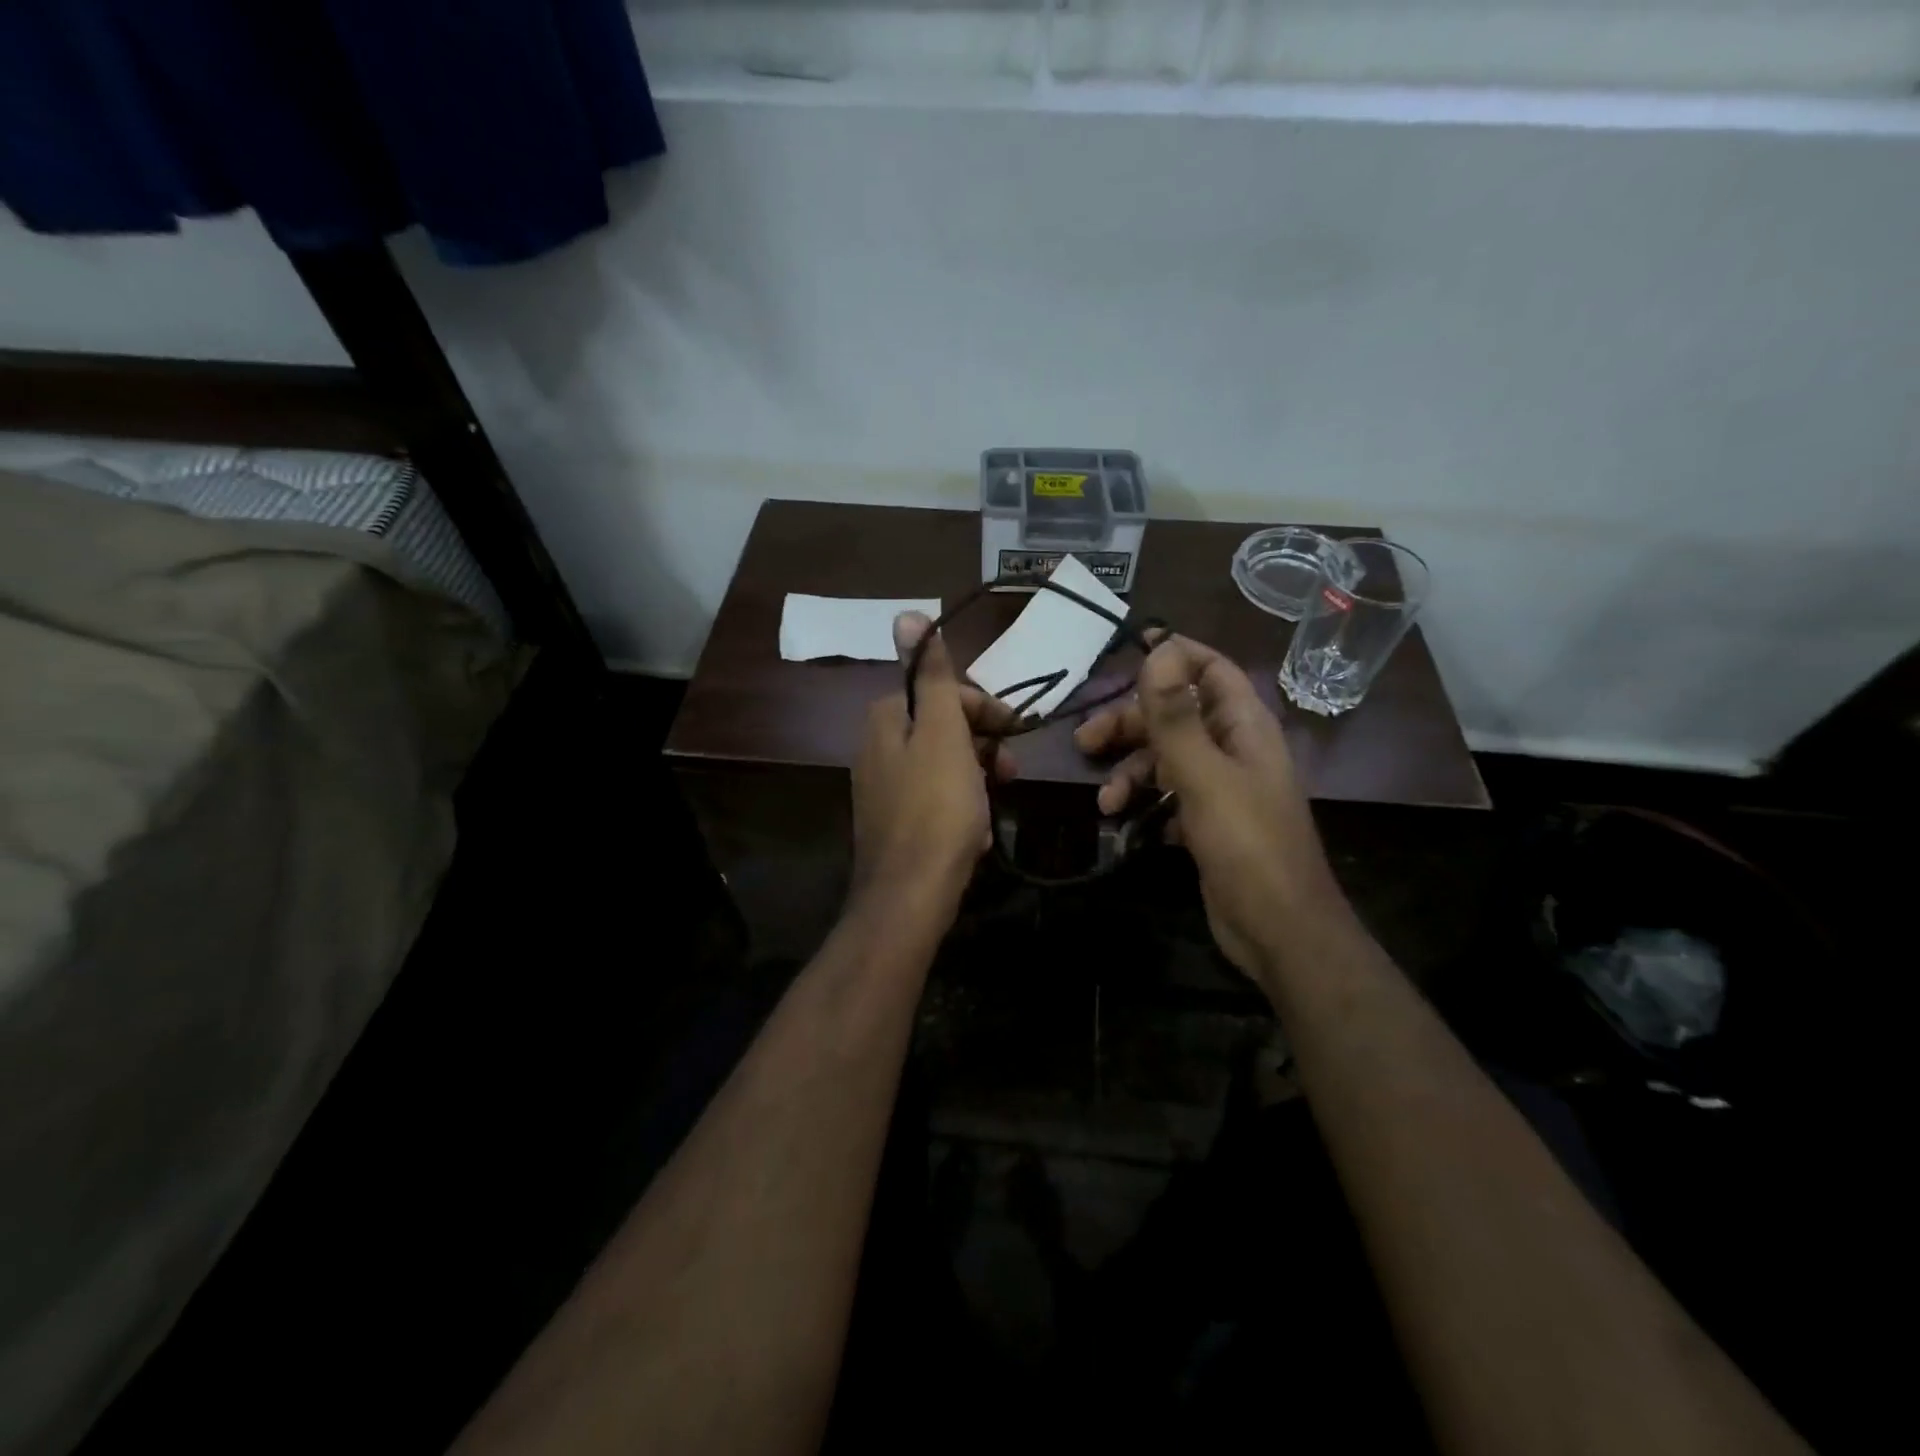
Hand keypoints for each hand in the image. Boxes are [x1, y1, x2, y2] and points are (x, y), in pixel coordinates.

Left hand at [849, 613, 1016, 921]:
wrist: (911, 893)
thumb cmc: (936, 806)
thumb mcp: (942, 732)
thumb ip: (930, 676)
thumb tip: (907, 614)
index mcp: (886, 719)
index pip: (940, 693)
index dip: (982, 708)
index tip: (1016, 730)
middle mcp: (876, 748)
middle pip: (941, 729)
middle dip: (982, 745)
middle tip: (1009, 770)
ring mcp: (882, 789)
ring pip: (942, 766)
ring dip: (976, 778)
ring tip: (994, 802)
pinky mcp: (893, 824)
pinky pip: (935, 800)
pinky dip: (960, 807)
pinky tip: (975, 831)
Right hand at [1074, 636, 1339, 975]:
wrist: (1279, 930)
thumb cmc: (1247, 845)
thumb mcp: (1204, 776)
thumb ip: (1177, 716)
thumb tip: (1160, 649)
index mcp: (1244, 726)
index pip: (1210, 669)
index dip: (1174, 655)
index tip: (1128, 650)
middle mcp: (1233, 748)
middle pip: (1175, 716)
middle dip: (1129, 725)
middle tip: (1084, 741)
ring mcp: (1220, 787)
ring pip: (1164, 759)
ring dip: (1130, 773)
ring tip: (1106, 803)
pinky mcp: (1207, 821)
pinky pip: (1167, 796)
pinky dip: (1143, 803)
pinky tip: (1123, 823)